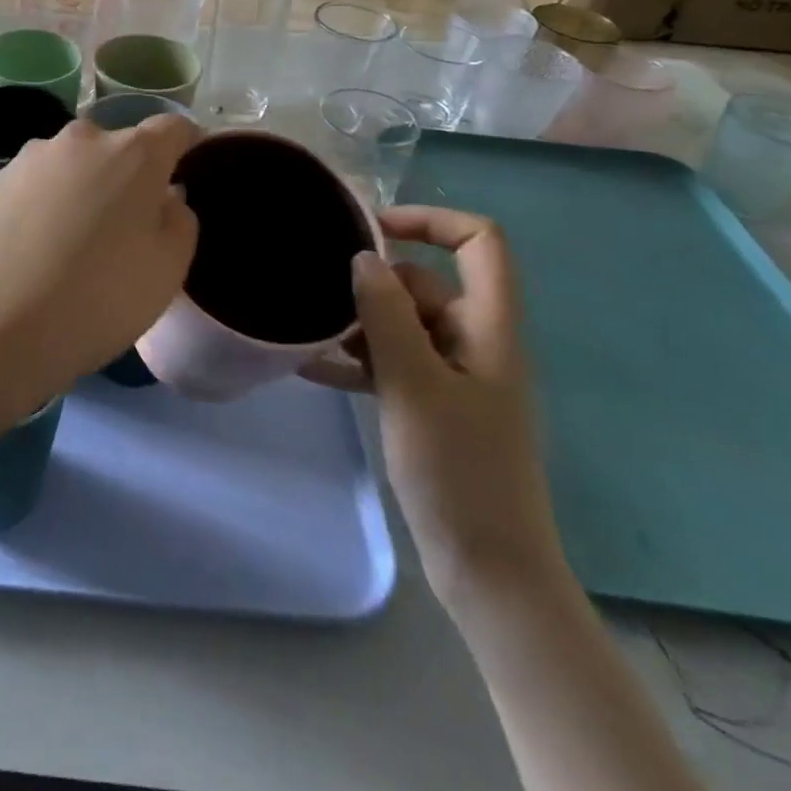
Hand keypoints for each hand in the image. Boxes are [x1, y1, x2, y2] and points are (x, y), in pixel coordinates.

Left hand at [0, 115, 199, 406]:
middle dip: (128, 176)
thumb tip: (166, 198)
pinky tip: (36, 248)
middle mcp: (82, 140)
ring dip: (82, 188)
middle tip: (125, 227)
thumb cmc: (99, 297)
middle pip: (118, 147)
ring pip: (73, 165)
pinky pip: (37, 184)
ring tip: (73, 243)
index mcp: (133, 153)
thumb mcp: (168, 269)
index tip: (186, 169)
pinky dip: (45, 204)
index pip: (172, 128)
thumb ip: (179, 221)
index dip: (186, 144)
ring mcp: (32, 157)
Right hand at [304, 206, 567, 604]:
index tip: (371, 230)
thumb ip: (387, 315)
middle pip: (424, 284)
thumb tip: (364, 257)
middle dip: (370, 284)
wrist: (487, 569)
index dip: (430, 220)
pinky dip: (354, 360)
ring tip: (303, 329)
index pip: (479, 243)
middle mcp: (473, 341)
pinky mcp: (431, 404)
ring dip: (356, 324)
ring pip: (400, 324)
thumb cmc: (458, 471)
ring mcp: (452, 375)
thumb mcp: (415, 385)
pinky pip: (390, 363)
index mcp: (488, 327)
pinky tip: (308, 367)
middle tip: (315, 294)